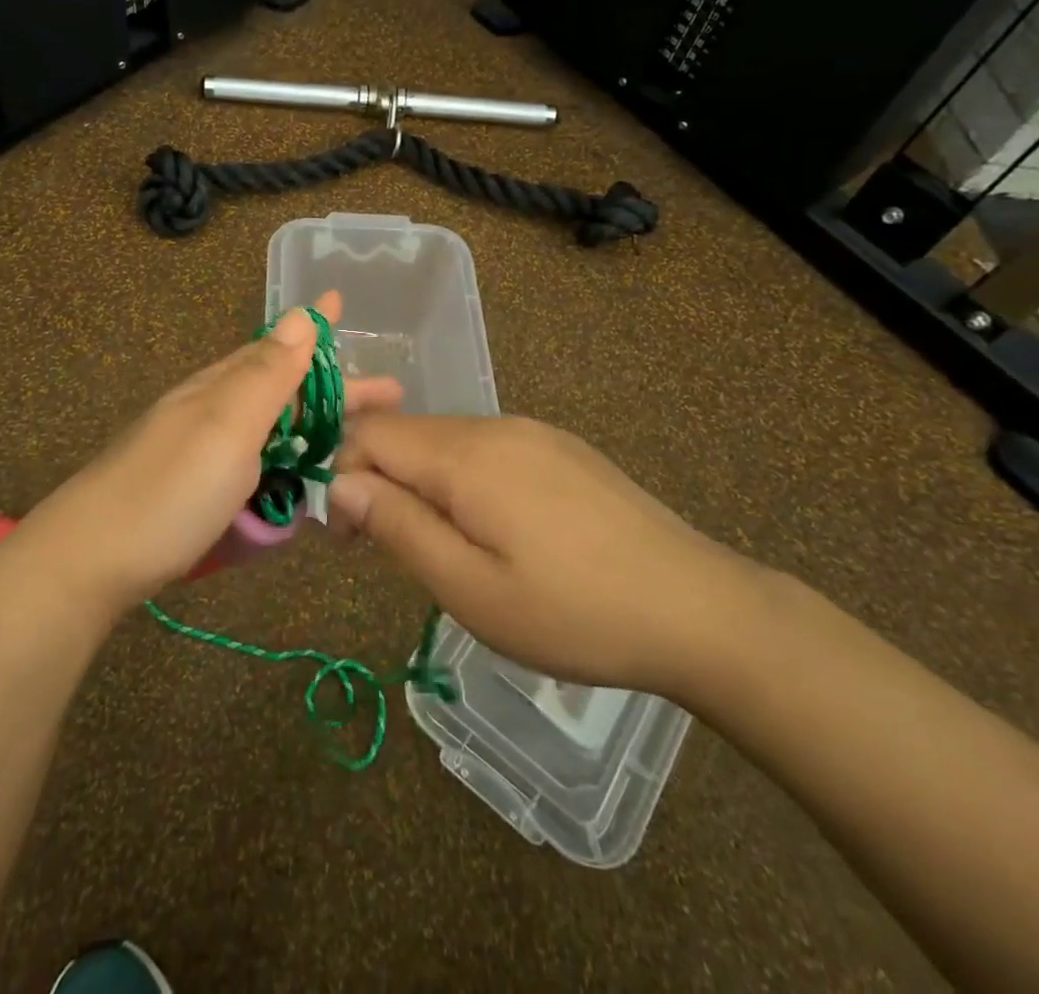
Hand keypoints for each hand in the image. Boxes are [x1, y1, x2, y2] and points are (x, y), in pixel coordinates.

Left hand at [15, 290, 400, 616]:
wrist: (90, 560)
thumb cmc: (170, 489)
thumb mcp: (227, 425)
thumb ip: (267, 374)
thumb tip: (299, 313)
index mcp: (222, 388)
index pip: (280, 348)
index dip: (315, 330)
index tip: (341, 304)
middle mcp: (213, 412)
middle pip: (282, 391)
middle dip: (334, 390)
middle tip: (389, 398)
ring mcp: (202, 454)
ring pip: (270, 431)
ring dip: (314, 430)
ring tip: (357, 440)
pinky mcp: (197, 493)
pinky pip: (256, 467)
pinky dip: (286, 466)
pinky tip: (302, 480)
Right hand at [329, 416, 756, 695]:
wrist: (698, 608)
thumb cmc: (573, 612)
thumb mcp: (470, 589)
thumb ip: (397, 527)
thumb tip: (340, 485)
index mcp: (464, 455)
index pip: (368, 433)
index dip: (342, 476)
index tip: (349, 539)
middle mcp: (493, 426)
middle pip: (405, 434)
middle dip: (379, 482)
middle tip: (392, 551)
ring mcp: (531, 432)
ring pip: (444, 442)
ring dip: (421, 484)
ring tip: (446, 549)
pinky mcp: (558, 447)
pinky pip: (485, 450)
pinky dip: (462, 481)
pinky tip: (496, 532)